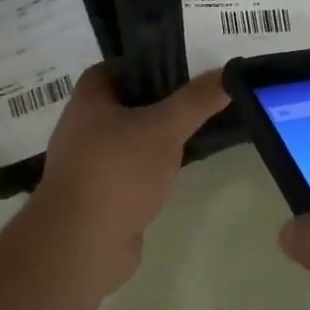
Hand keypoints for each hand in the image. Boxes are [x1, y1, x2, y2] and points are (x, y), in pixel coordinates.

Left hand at [30, 65, 229, 295]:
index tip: (178, 68)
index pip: (113, 68)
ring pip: (128, 140)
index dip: (143, 64)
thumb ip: (196, 100)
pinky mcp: (100, 197)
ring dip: (154, 137)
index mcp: (88, 101)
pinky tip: (176, 170)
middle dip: (157, 101)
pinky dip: (150, 168)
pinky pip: (129, 171)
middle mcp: (82, 129)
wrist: (82, 244)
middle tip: (195, 99)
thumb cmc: (118, 170)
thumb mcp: (165, 127)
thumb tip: (227, 72)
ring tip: (193, 131)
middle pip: (123, 104)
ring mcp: (89, 166)